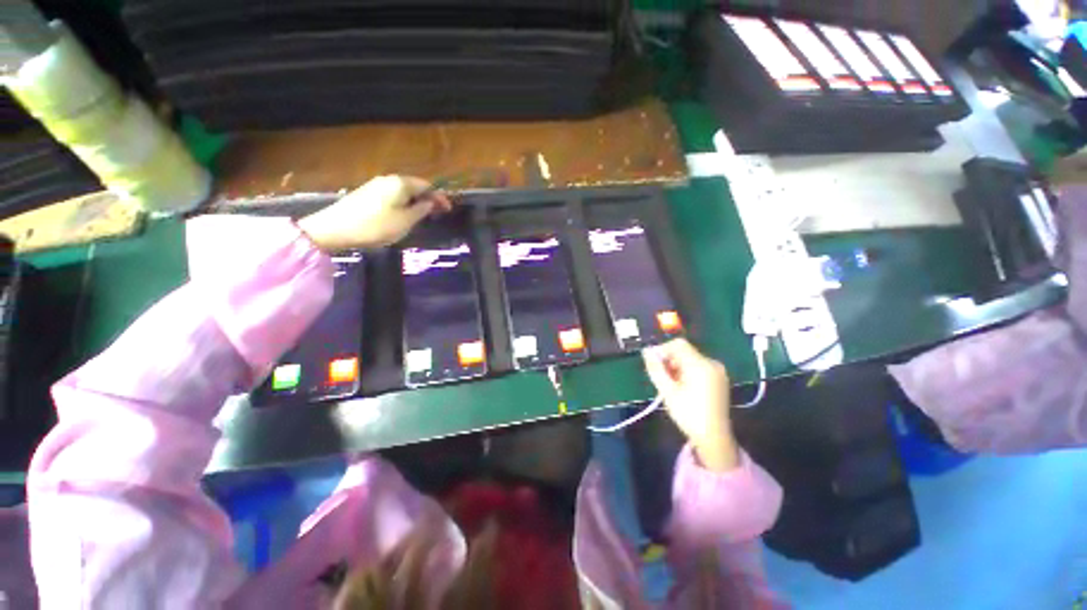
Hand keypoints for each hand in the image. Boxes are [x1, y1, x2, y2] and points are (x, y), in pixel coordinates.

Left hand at [298, 175, 452, 250]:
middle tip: (438, 213)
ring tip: (424, 215)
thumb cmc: (376, 226)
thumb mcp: (405, 222)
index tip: (449, 209)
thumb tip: (429, 202)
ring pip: (403, 191)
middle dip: (428, 198)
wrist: (335, 229)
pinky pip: (393, 195)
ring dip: (416, 201)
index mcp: (401, 183)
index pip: (427, 185)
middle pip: (415, 186)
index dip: (440, 197)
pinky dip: (404, 203)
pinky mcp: (367, 194)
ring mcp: (376, 185)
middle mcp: (389, 179)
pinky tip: (404, 214)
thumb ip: (421, 210)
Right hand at [643, 339, 739, 471]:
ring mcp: (718, 370)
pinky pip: (699, 365)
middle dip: (670, 359)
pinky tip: (683, 386)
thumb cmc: (688, 414)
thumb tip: (646, 351)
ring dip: (677, 366)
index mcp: (700, 365)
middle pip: (685, 350)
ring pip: (691, 358)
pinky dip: (687, 370)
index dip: (663, 349)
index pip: (678, 344)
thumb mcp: (667, 391)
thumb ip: (655, 368)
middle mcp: (711, 363)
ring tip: (671, 384)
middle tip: (662, 377)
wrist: (714, 437)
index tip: (654, 363)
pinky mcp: (719, 377)